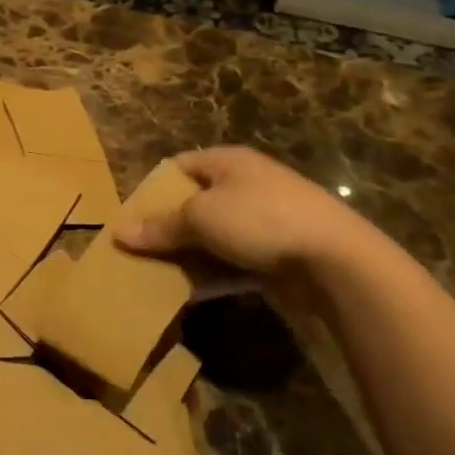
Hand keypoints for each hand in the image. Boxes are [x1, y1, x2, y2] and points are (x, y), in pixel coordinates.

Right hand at [114, 146, 364, 280]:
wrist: (335, 259)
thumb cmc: (260, 220)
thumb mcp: (201, 218)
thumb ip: (161, 226)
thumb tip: (119, 232)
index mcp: (227, 162)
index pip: (178, 167)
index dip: (152, 190)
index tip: (131, 218)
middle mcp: (245, 184)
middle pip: (194, 203)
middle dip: (167, 228)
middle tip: (138, 252)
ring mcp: (263, 220)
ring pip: (213, 236)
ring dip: (188, 255)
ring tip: (156, 277)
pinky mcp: (276, 253)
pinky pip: (233, 261)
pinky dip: (213, 274)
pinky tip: (190, 293)